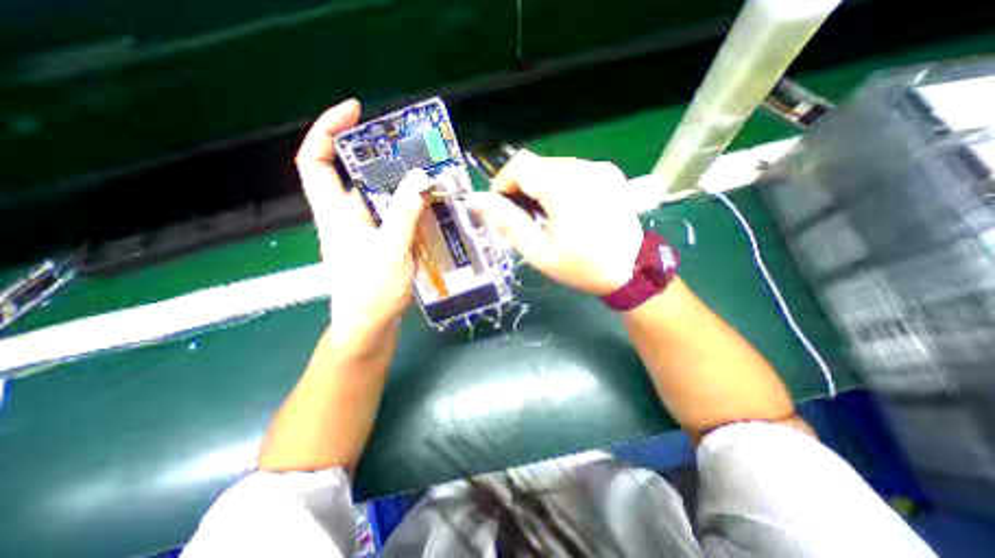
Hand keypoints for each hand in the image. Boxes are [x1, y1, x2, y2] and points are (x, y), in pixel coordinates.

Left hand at [299, 101, 431, 355]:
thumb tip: (419, 178)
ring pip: (378, 200)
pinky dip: (408, 210)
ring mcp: (363, 234)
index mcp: (335, 214)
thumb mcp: (391, 250)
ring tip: (427, 179)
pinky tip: (429, 210)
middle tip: (411, 150)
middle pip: (354, 177)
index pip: (315, 161)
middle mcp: (345, 219)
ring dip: (400, 188)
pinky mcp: (378, 246)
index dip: (326, 130)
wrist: (369, 330)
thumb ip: (405, 214)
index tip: (355, 111)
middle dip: (379, 159)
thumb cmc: (371, 293)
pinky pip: (391, 219)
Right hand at [470, 149, 644, 295]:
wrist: (628, 272)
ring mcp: (601, 168)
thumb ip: (506, 221)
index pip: (520, 164)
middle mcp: (586, 168)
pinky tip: (567, 210)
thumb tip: (474, 199)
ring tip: (548, 216)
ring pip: (553, 166)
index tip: (505, 209)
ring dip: (541, 187)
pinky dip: (560, 186)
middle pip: (537, 165)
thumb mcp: (537, 251)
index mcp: (566, 188)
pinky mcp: (609, 173)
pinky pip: (572, 170)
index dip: (504, 183)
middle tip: (527, 219)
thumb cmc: (580, 267)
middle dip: (523, 189)